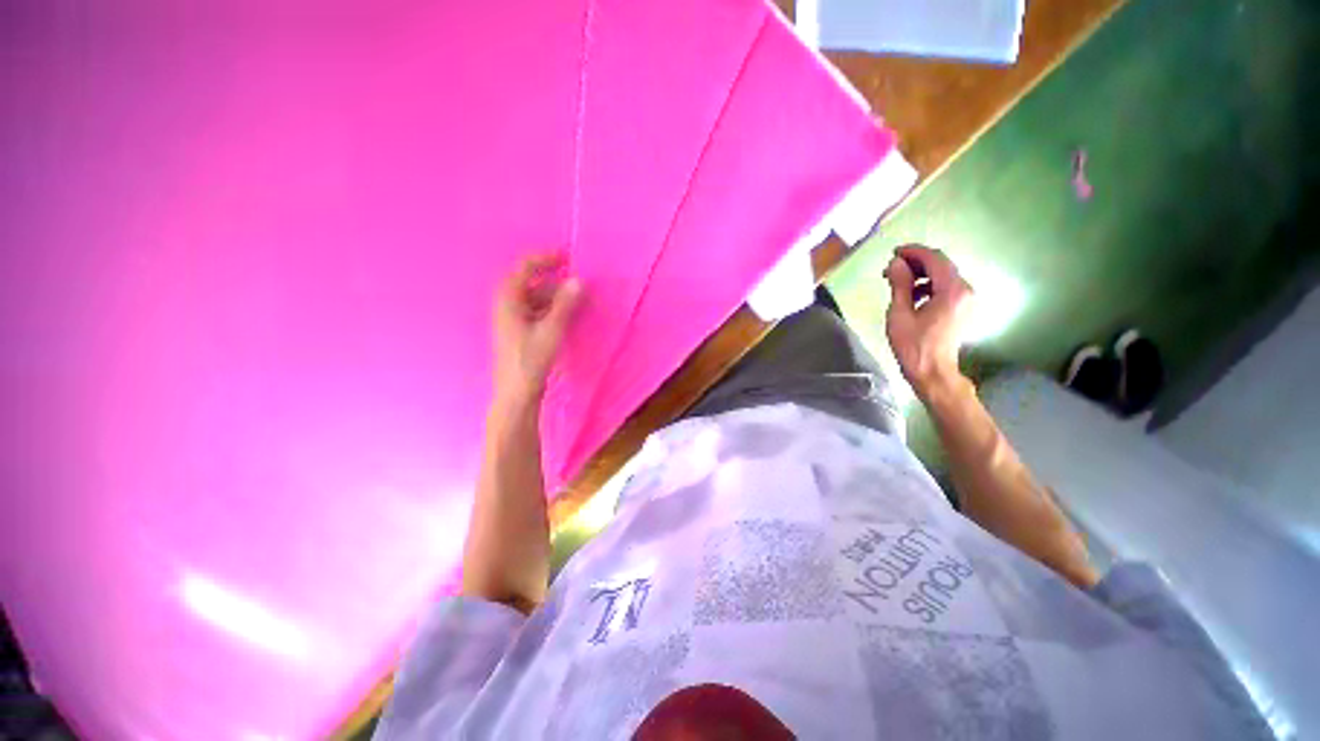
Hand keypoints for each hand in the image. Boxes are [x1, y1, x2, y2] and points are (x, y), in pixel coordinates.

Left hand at [492, 253, 582, 406]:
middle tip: (571, 274)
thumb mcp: (551, 330)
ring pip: (531, 297)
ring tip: (573, 295)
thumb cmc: (531, 360)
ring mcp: (511, 320)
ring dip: (551, 293)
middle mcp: (506, 306)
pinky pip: (534, 310)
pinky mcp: (518, 332)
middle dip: (549, 276)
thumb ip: (565, 304)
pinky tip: (563, 313)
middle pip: (527, 282)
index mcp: (508, 301)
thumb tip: (578, 280)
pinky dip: (549, 307)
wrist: (517, 392)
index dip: (544, 259)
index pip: (524, 268)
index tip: (566, 256)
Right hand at [884, 245, 973, 399]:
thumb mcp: (900, 314)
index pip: (935, 259)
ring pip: (943, 276)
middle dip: (916, 263)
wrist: (933, 372)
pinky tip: (911, 296)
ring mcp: (966, 299)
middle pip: (941, 265)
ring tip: (897, 283)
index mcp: (952, 290)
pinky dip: (928, 286)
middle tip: (890, 269)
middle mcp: (965, 290)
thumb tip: (895, 263)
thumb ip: (900, 285)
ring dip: (920, 275)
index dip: (914, 252)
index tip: (893, 253)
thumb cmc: (913, 345)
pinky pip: (945, 288)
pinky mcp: (962, 308)